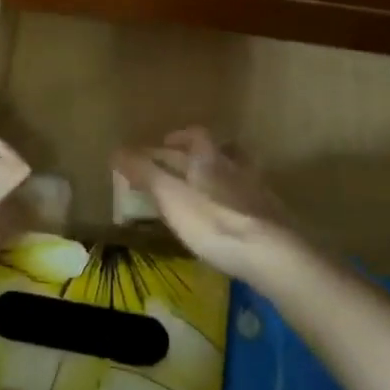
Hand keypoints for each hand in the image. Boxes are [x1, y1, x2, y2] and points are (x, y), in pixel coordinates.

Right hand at [112, 128, 304, 284]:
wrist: (271, 253)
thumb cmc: (212, 221)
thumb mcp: (169, 196)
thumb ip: (144, 172)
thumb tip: (116, 150)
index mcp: (209, 158)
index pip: (196, 135)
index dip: (179, 136)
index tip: (164, 143)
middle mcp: (236, 167)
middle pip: (220, 150)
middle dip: (199, 155)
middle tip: (182, 165)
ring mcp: (258, 191)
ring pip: (239, 172)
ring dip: (222, 175)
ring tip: (207, 189)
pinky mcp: (273, 216)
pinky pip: (251, 199)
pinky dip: (237, 201)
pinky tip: (231, 217)